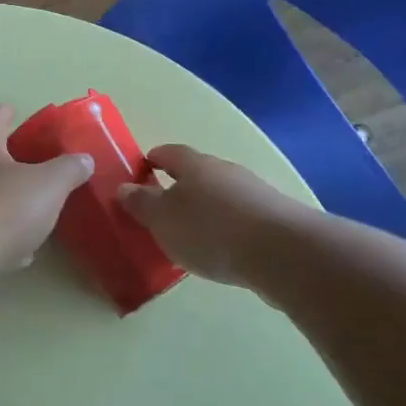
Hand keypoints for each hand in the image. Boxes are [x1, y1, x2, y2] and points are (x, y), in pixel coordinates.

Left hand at [0, 104, 93, 278]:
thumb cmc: (2, 210)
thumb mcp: (48, 185)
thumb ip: (68, 170)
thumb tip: (84, 159)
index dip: (1, 114)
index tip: (9, 109)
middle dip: (2, 162)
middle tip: (27, 167)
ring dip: (1, 204)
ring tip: (28, 215)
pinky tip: (17, 255)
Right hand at [119, 144, 301, 286]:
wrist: (281, 252)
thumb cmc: (210, 229)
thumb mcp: (163, 219)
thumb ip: (142, 203)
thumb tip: (124, 187)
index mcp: (194, 164)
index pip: (168, 152)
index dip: (152, 160)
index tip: (140, 171)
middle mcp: (224, 170)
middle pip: (196, 172)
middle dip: (179, 187)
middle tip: (161, 210)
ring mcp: (252, 192)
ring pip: (220, 195)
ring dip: (204, 209)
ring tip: (190, 235)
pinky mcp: (273, 218)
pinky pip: (239, 216)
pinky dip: (226, 228)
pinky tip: (221, 249)